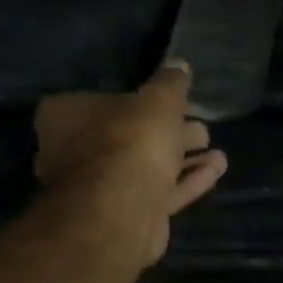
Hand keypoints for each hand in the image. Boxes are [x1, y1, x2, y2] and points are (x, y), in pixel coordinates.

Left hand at [34, 63, 227, 266]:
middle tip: (201, 129)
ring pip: (146, 169)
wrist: (123, 208)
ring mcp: (98, 190)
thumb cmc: (131, 140)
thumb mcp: (158, 99)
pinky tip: (216, 171)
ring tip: (217, 152)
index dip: (141, 102)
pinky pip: (157, 193)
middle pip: (128, 138)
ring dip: (183, 160)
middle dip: (168, 134)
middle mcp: (74, 154)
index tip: (173, 104)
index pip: (103, 102)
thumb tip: (179, 65)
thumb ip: (170, 83)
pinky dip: (186, 182)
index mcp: (66, 117)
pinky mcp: (124, 216)